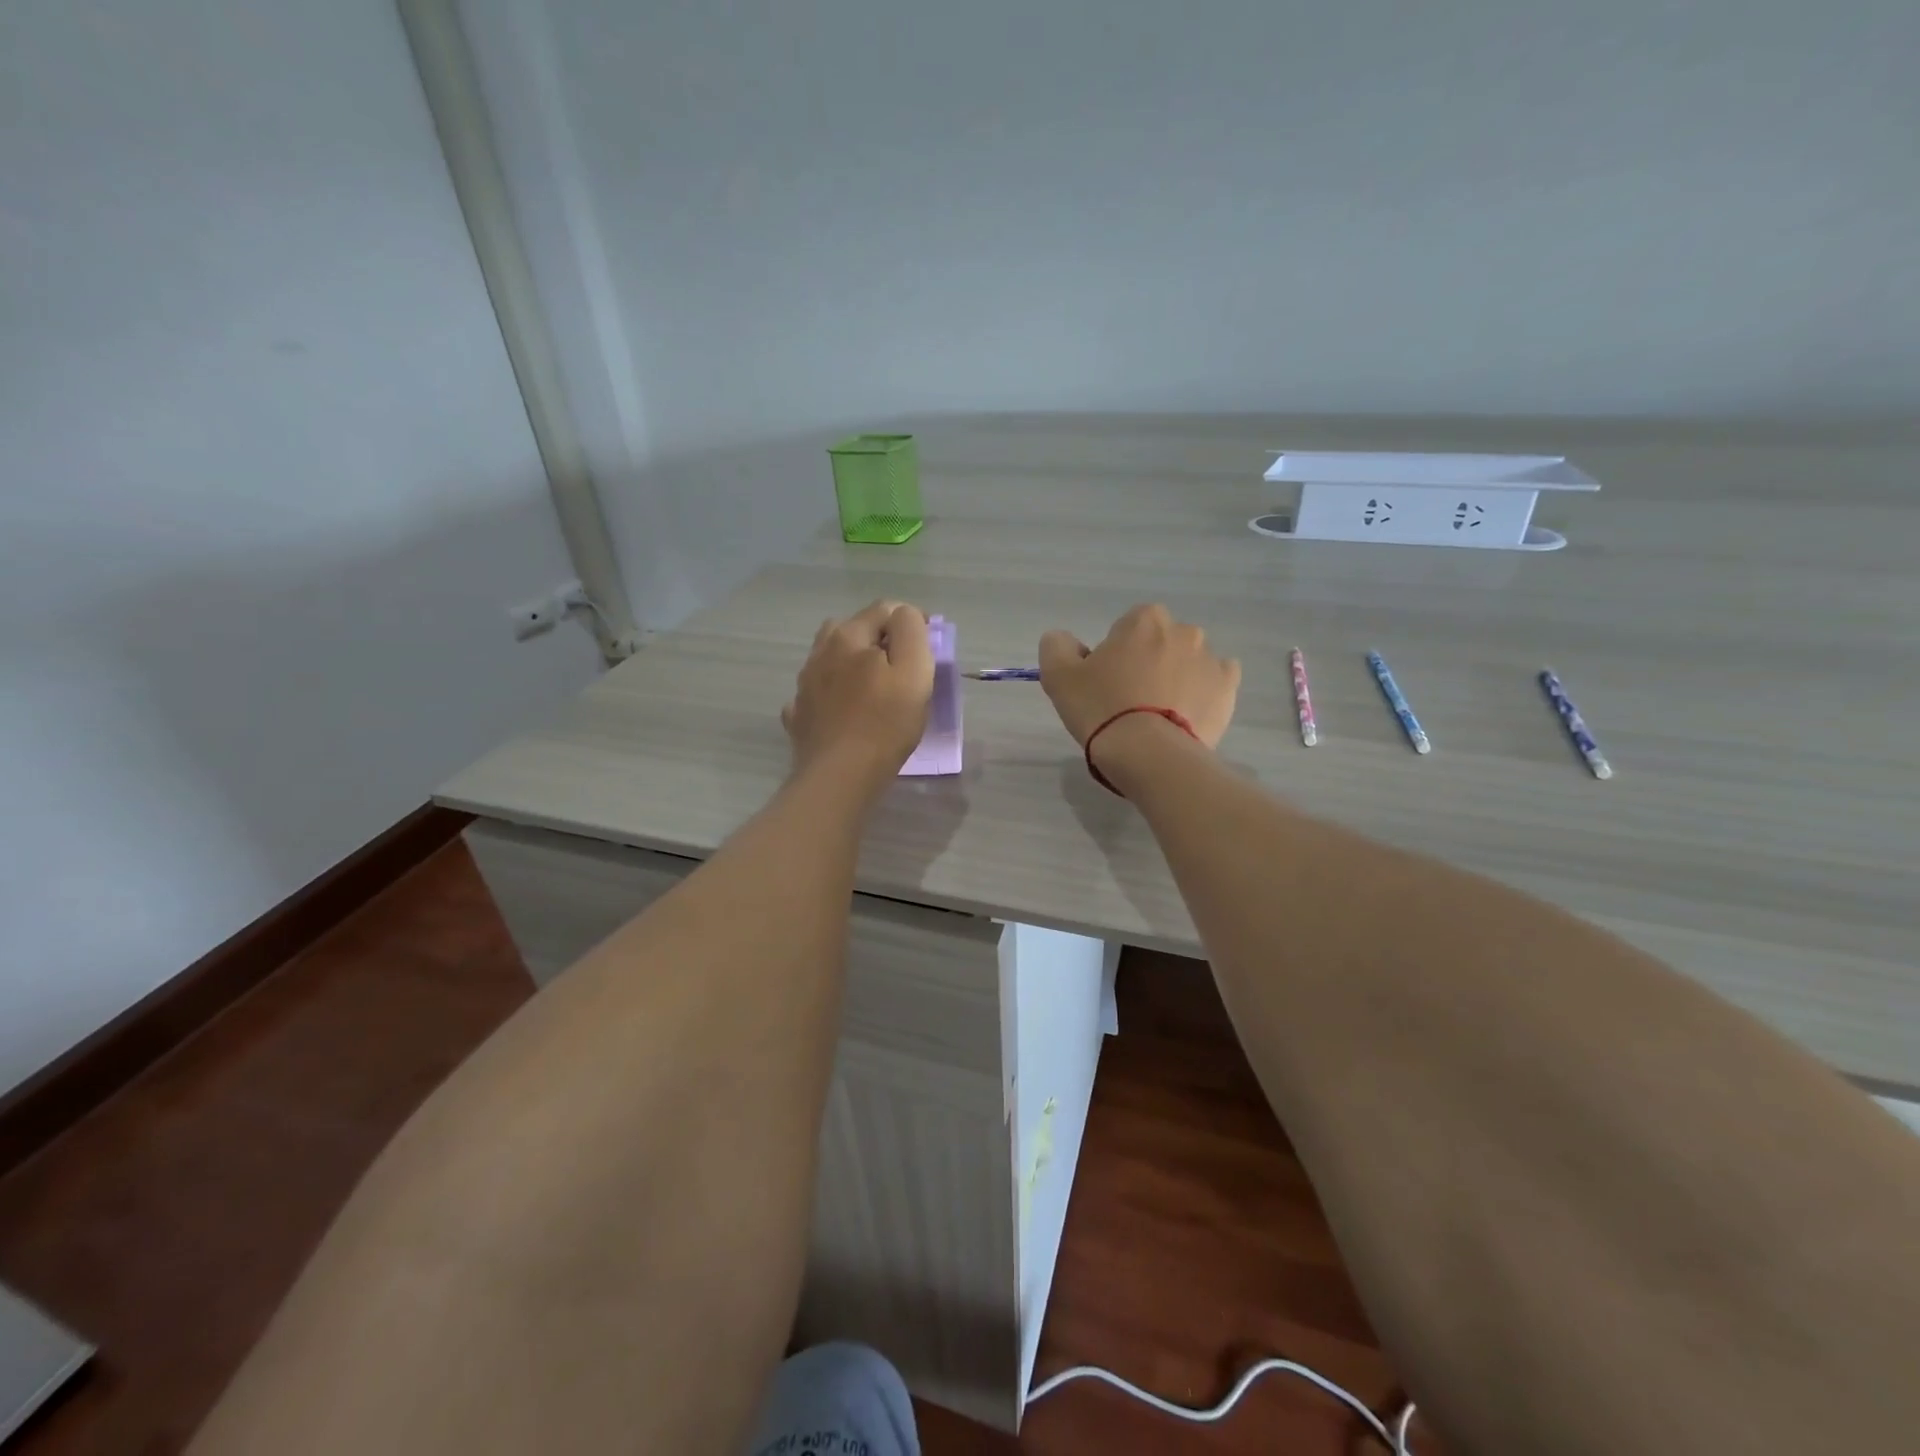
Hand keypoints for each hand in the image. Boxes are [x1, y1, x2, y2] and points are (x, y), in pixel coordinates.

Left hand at [782, 600, 933, 786]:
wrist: (839, 777)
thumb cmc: (885, 724)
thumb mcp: (914, 672)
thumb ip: (911, 632)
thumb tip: (904, 615)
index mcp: (849, 637)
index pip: (884, 609)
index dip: (910, 620)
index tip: (928, 643)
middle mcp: (820, 652)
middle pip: (851, 628)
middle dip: (877, 637)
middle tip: (900, 665)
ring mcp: (804, 684)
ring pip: (830, 658)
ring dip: (850, 662)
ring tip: (871, 686)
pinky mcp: (798, 714)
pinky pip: (817, 692)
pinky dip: (831, 693)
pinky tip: (843, 711)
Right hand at [1038, 603, 1239, 748]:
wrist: (1149, 753)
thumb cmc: (1101, 708)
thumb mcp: (1058, 676)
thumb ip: (1057, 646)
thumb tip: (1065, 640)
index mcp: (1144, 620)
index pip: (1125, 629)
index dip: (1113, 656)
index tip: (1105, 684)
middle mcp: (1183, 631)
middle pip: (1159, 644)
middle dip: (1147, 664)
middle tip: (1129, 701)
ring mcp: (1211, 659)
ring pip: (1187, 663)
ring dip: (1174, 678)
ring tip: (1157, 715)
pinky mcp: (1228, 689)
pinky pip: (1215, 682)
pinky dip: (1202, 693)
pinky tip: (1186, 714)